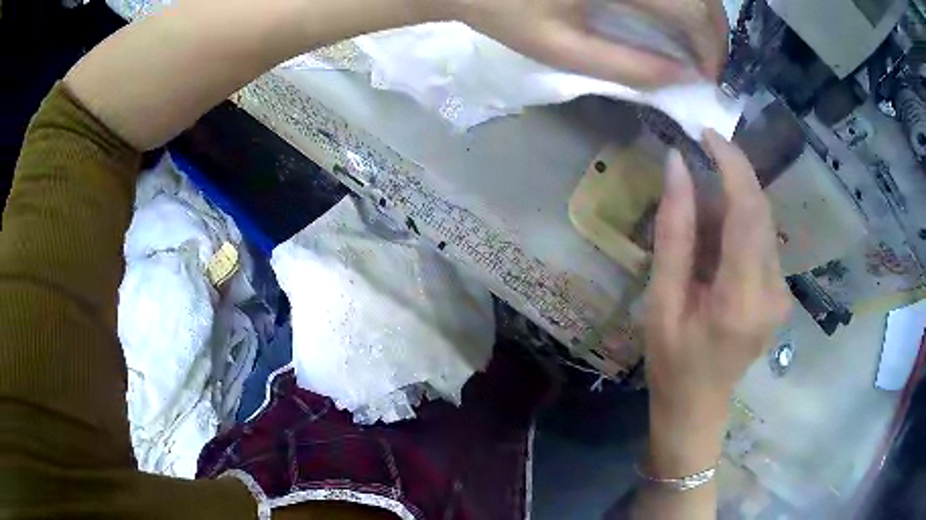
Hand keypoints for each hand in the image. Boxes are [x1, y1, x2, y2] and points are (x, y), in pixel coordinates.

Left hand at [448, 0, 728, 87]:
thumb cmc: (503, 10)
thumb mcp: (562, 48)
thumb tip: (683, 79)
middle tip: (708, 63)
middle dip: (712, 31)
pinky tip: (674, 14)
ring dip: (701, 12)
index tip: (710, 79)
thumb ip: (628, 66)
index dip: (710, 48)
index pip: (691, 12)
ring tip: (696, 43)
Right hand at [643, 131, 791, 472]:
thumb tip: (677, 166)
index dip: (732, 165)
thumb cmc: (672, 362)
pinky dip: (738, 224)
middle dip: (732, 175)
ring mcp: (782, 292)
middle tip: (696, 160)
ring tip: (698, 212)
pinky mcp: (781, 292)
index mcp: (741, 298)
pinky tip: (714, 240)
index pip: (749, 212)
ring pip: (763, 222)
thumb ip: (674, 232)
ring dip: (732, 201)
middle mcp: (773, 291)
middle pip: (761, 211)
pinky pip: (762, 240)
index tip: (707, 134)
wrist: (699, 406)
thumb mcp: (661, 301)